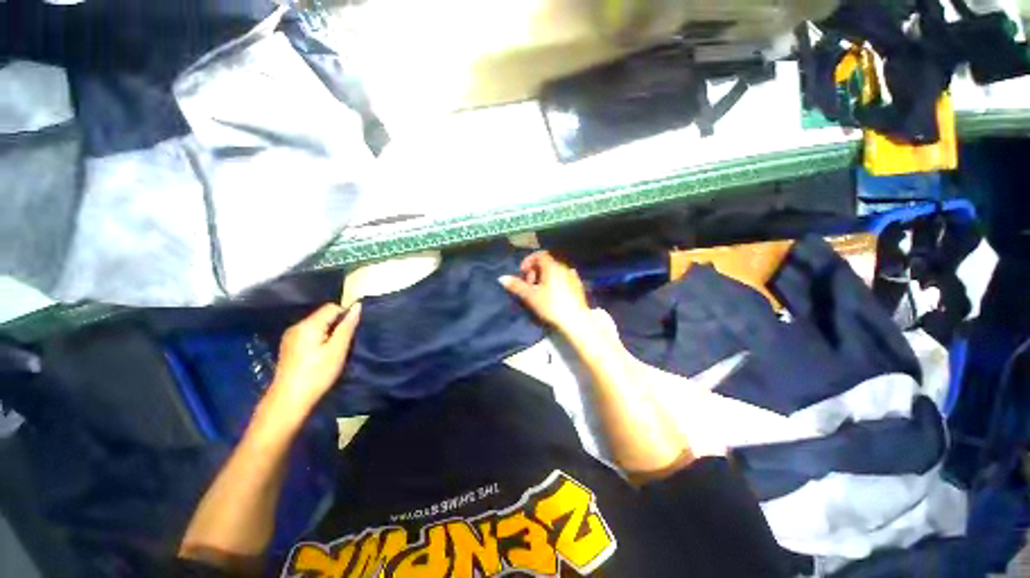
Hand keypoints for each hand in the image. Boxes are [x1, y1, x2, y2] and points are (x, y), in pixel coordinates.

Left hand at [261, 303, 361, 424]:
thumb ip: (347, 326)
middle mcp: (297, 326)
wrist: (289, 400)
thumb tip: (357, 306)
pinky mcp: (289, 347)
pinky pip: (309, 334)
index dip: (345, 315)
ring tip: (335, 351)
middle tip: (345, 344)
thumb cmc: (317, 373)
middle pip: (323, 316)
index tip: (352, 332)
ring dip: (329, 333)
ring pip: (317, 325)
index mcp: (308, 325)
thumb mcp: (337, 349)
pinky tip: (322, 356)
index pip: (332, 307)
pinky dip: (319, 340)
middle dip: (337, 325)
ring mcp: (290, 337)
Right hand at [500, 251, 590, 334]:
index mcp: (552, 267)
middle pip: (547, 263)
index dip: (528, 261)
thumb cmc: (551, 306)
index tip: (522, 272)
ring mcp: (573, 276)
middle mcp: (564, 267)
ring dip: (544, 277)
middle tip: (529, 285)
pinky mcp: (578, 286)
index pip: (539, 255)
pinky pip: (563, 278)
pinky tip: (553, 295)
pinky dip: (555, 281)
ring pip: (555, 271)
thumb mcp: (531, 296)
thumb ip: (516, 285)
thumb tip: (502, 278)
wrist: (575, 320)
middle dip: (535, 271)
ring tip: (539, 291)